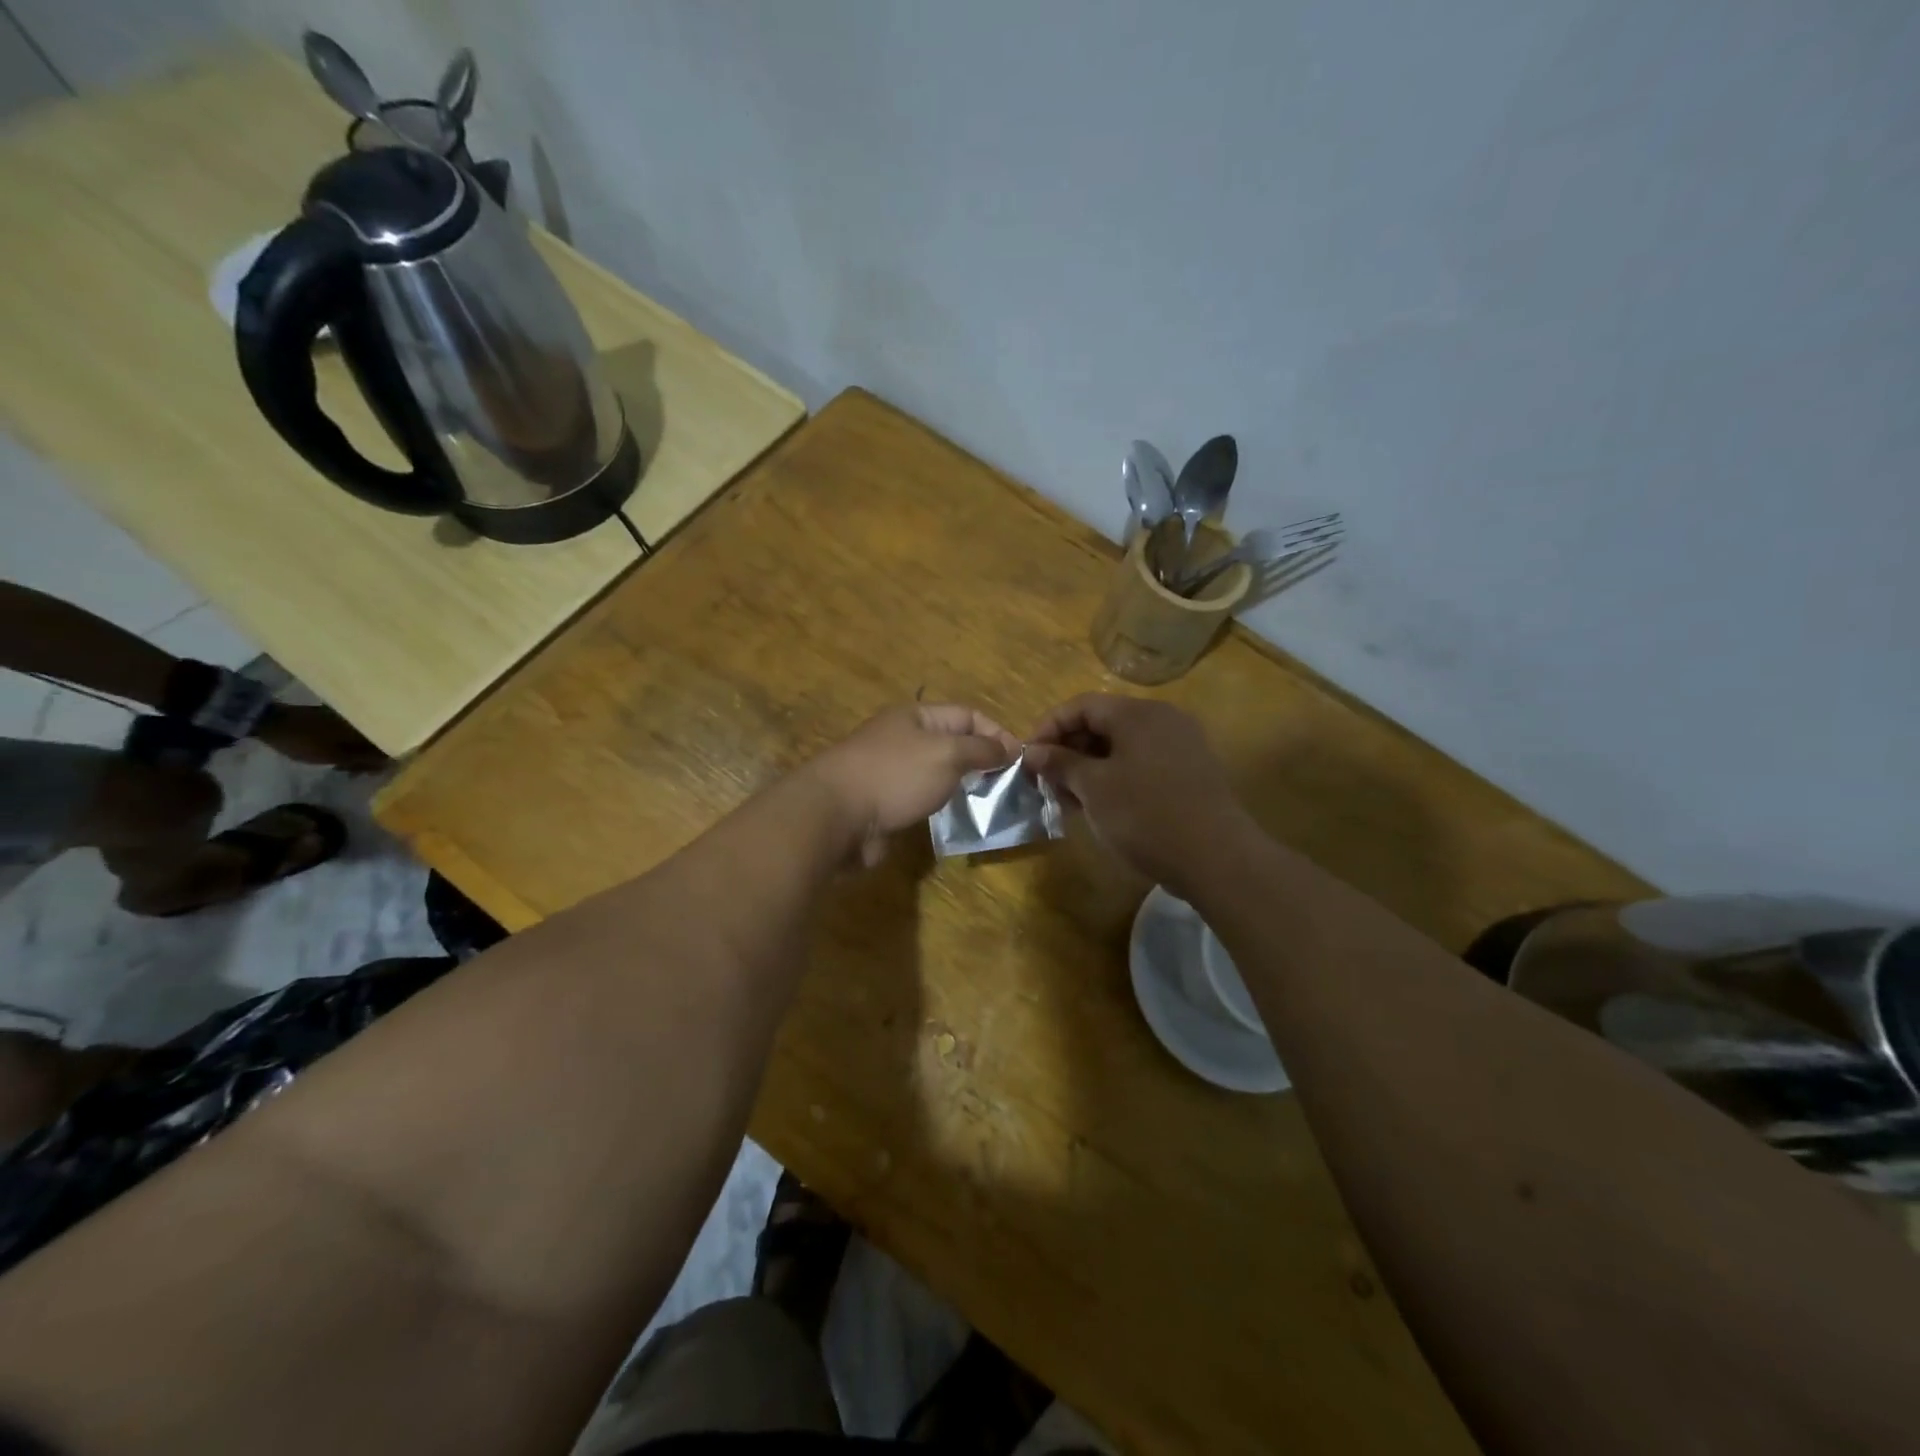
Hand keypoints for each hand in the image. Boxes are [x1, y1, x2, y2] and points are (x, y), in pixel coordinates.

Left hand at [254, 705, 388, 773]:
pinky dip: (347, 745)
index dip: (383, 761)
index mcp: (365, 729)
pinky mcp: (334, 717)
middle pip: (375, 742)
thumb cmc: (305, 741)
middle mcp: (362, 721)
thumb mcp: (334, 756)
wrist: (271, 721)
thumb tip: (390, 763)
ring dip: (357, 753)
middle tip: (355, 773)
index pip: (387, 745)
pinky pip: (350, 733)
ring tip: (344, 766)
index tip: (373, 773)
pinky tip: (338, 753)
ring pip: (362, 738)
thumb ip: (363, 760)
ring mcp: (347, 718)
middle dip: (369, 758)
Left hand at [806, 704, 1019, 866]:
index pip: (967, 715)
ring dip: (962, 786)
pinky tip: (957, 819)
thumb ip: (981, 750)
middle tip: (1009, 786)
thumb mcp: (947, 754)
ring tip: (989, 804)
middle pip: (953, 743)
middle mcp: (904, 738)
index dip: (996, 732)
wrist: (836, 815)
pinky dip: (941, 806)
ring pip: (937, 773)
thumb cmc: (895, 775)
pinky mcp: (884, 802)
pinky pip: (921, 799)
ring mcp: (892, 771)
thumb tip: (1009, 747)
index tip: (1020, 760)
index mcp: (916, 716)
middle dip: (982, 761)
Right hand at [1024, 694, 1252, 893]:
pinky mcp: (1191, 772)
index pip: (1081, 705)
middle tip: (1047, 782)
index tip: (1028, 759)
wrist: (1217, 859)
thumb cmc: (1146, 816)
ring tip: (1070, 800)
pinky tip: (1102, 807)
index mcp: (1138, 713)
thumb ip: (1060, 764)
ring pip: (1122, 746)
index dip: (1048, 728)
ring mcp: (1181, 745)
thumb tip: (1033, 752)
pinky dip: (1116, 777)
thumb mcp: (1094, 789)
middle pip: (1103, 722)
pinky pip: (1142, 763)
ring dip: (1090, 767)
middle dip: (1069, 750)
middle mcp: (1162, 719)